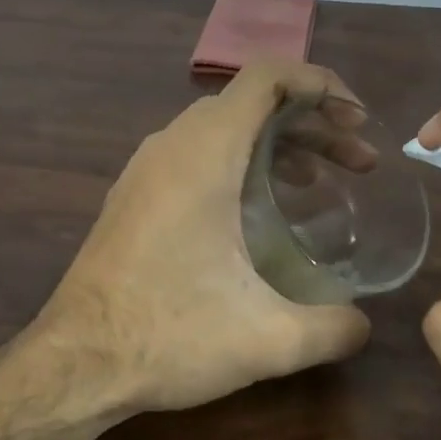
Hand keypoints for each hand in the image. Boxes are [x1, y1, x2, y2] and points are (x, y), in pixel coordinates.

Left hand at [32, 62, 372, 414]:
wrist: (76, 362)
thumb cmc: (168, 336)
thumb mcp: (268, 339)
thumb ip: (333, 328)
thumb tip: (364, 326)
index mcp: (204, 153)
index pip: (268, 76)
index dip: (321, 84)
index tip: (358, 122)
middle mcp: (171, 145)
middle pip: (251, 102)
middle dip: (311, 122)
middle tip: (357, 163)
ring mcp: (145, 170)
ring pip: (221, 129)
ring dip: (275, 144)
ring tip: (317, 183)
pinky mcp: (133, 197)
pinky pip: (195, 155)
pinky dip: (240, 163)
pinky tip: (259, 214)